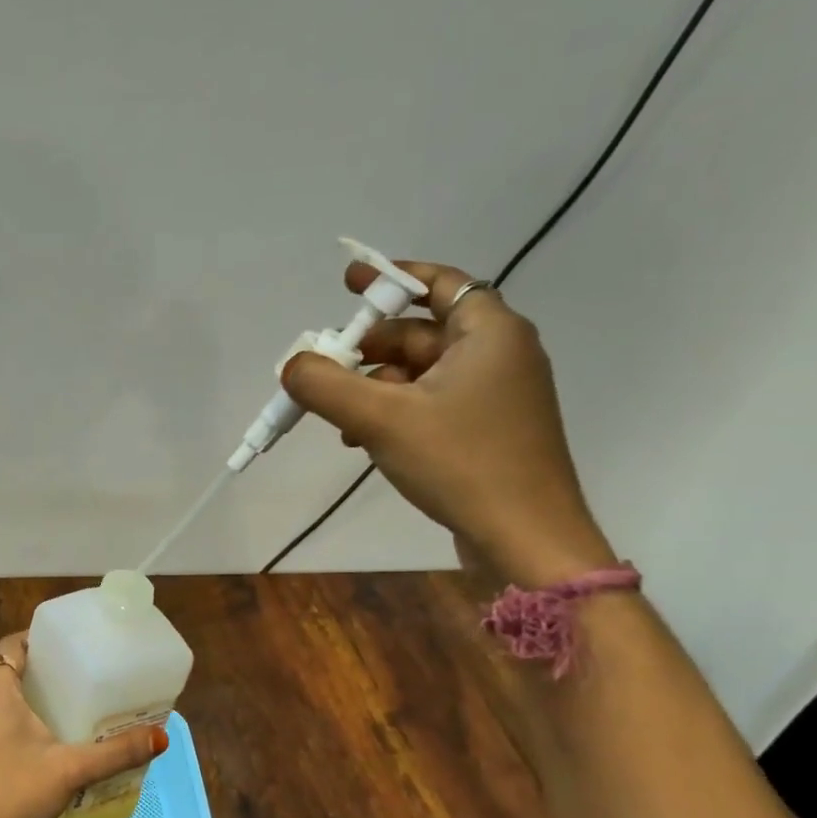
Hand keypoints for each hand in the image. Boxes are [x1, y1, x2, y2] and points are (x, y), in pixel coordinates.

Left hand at [0, 632, 168, 817]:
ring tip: (74, 704)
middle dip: (45, 670)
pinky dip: (21, 719)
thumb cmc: (13, 793)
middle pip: (11, 669)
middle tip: (84, 674)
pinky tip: (49, 740)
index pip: (14, 644)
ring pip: (3, 698)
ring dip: (33, 697)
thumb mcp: (70, 770)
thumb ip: (115, 752)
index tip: (73, 644)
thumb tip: (161, 737)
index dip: (41, 639)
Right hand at [282, 261, 614, 586]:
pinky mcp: (488, 432)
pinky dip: (394, 413)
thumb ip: (326, 386)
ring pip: (421, 374)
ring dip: (374, 388)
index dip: (391, 279)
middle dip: (369, 349)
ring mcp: (495, 397)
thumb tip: (291, 366)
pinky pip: (431, 405)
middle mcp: (499, 355)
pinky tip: (363, 440)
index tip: (348, 283)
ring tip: (338, 417)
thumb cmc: (461, 463)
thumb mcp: (381, 418)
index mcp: (489, 333)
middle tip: (325, 365)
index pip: (440, 284)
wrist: (525, 539)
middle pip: (422, 333)